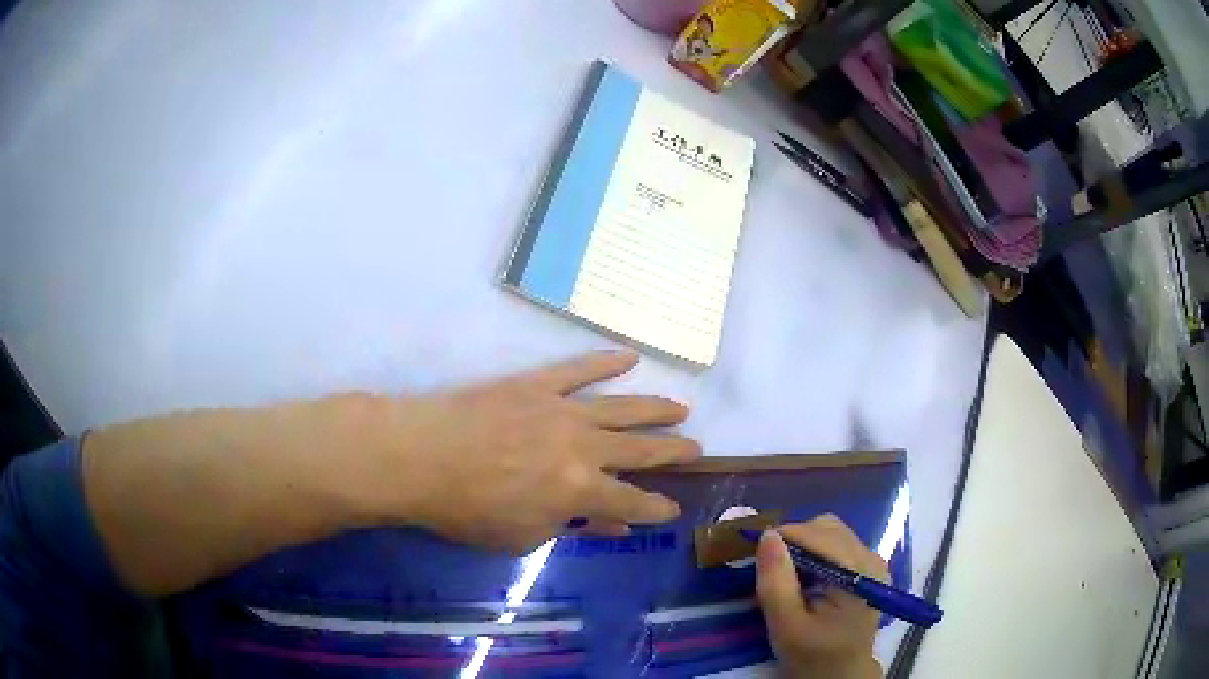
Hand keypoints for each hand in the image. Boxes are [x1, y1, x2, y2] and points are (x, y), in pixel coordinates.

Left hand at [350, 351, 700, 552]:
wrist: (420, 457)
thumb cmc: (467, 509)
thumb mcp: (522, 535)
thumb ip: (572, 527)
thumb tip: (612, 526)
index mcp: (581, 490)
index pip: (633, 502)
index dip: (656, 508)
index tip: (672, 508)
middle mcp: (585, 447)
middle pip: (641, 450)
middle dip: (673, 452)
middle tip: (696, 449)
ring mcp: (563, 410)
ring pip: (623, 407)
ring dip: (656, 408)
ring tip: (681, 408)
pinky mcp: (539, 384)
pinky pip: (580, 369)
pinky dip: (607, 362)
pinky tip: (629, 357)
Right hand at [756, 515, 886, 678]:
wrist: (840, 674)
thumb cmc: (813, 655)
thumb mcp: (786, 625)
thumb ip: (776, 582)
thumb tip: (768, 536)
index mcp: (858, 572)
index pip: (817, 535)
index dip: (782, 536)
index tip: (753, 552)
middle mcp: (871, 558)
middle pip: (827, 528)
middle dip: (793, 540)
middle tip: (770, 568)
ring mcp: (872, 561)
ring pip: (831, 532)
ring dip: (803, 546)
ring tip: (786, 575)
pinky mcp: (867, 568)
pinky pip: (837, 545)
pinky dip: (815, 553)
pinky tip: (804, 578)